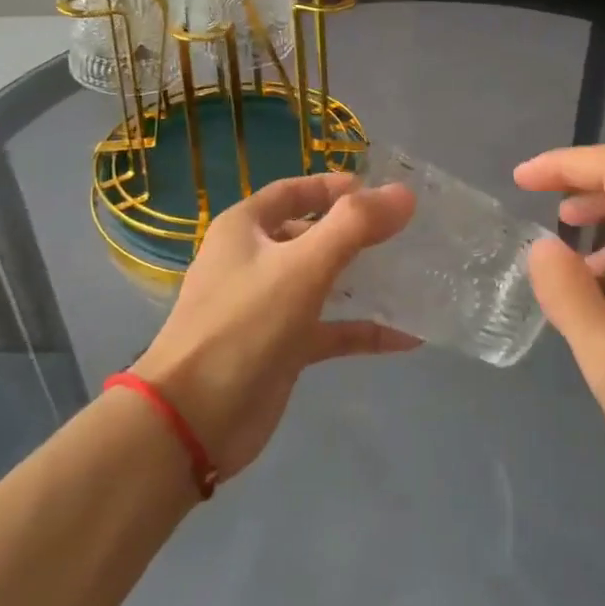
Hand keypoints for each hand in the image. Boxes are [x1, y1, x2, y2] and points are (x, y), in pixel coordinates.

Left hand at [134, 171, 416, 479]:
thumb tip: (403, 193)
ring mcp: (268, 307)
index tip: (382, 192)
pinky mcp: (282, 349)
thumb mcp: (302, 266)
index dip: (334, 187)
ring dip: (362, 279)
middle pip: (310, 235)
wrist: (194, 419)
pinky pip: (330, 331)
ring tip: (411, 275)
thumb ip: (354, 226)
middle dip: (354, 233)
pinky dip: (363, 331)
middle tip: (405, 233)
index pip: (293, 191)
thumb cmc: (244, 325)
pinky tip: (407, 337)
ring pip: (322, 282)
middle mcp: (254, 262)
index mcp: (246, 229)